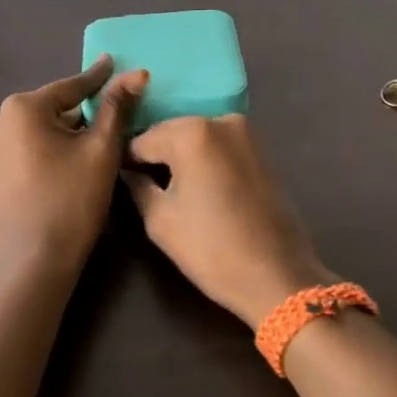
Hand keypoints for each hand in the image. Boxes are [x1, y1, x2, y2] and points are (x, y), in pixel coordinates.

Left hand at [0, 56, 147, 271]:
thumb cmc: (73, 200)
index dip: (95, 80)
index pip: (69, 89)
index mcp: (22, 108)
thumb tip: (137, 72)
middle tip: (95, 135)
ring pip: (24, 136)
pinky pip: (8, 159)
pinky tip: (42, 180)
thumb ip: (117, 107)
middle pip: (45, 113)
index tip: (110, 66)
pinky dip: (26, 161)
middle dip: (69, 119)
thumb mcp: (102, 150)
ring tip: (68, 163)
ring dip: (45, 140)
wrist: (35, 261)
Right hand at [124, 114, 333, 326]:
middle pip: (171, 131)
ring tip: (171, 189)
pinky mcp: (261, 149)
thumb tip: (130, 172)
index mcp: (192, 133)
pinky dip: (205, 159)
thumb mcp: (160, 221)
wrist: (278, 275)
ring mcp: (246, 132)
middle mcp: (220, 120)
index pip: (142, 139)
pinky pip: (219, 146)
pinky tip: (199, 186)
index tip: (119, 178)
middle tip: (142, 185)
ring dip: (181, 156)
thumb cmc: (212, 249)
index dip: (126, 160)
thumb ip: (138, 186)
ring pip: (197, 137)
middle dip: (155, 154)